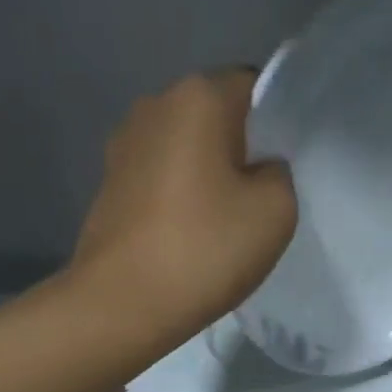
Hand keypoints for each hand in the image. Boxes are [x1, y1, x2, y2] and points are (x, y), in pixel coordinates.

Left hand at [72, 71, 296, 346]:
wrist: (120, 304)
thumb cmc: (203, 250)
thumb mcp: (276, 211)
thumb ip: (280, 173)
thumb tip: (259, 169)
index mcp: (197, 96)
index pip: (255, 87)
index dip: (277, 125)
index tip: (284, 168)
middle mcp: (154, 105)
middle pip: (216, 115)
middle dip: (240, 148)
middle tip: (258, 199)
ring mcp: (123, 144)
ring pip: (185, 147)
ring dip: (206, 174)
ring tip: (220, 222)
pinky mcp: (107, 182)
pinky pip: (159, 175)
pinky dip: (177, 195)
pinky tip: (187, 234)